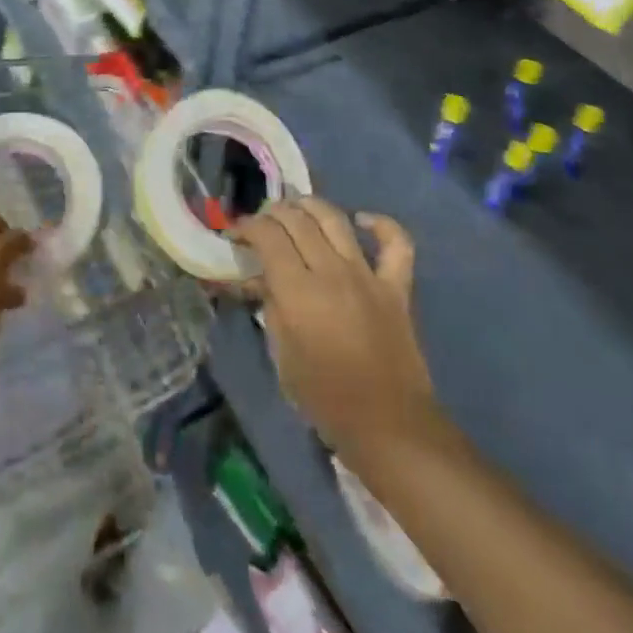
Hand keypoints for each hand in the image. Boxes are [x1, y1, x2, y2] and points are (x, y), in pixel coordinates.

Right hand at [234, 200, 434, 462]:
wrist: (388, 426)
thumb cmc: (324, 398)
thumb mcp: (281, 354)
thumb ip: (270, 306)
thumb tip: (259, 278)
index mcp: (298, 290)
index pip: (267, 235)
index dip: (247, 226)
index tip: (236, 234)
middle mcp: (331, 271)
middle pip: (297, 220)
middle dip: (273, 213)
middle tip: (262, 223)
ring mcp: (367, 276)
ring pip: (336, 220)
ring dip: (311, 206)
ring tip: (296, 208)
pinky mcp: (396, 287)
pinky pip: (396, 244)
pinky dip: (379, 224)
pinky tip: (361, 220)